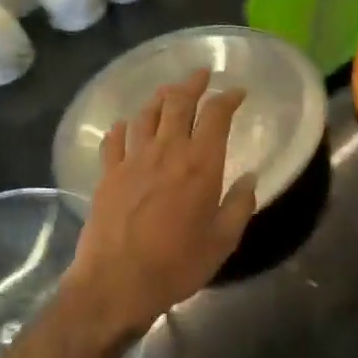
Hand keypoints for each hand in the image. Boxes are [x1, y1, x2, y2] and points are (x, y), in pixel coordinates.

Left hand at [68, 68, 258, 335]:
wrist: (116, 282)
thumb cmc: (177, 265)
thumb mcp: (222, 241)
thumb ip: (239, 205)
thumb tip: (250, 178)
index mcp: (200, 164)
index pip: (216, 115)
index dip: (228, 98)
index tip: (238, 93)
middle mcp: (167, 151)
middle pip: (178, 102)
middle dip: (193, 84)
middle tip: (202, 75)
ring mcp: (133, 159)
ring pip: (146, 114)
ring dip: (160, 98)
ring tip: (168, 92)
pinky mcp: (108, 173)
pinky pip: (114, 140)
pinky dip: (123, 127)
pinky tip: (126, 126)